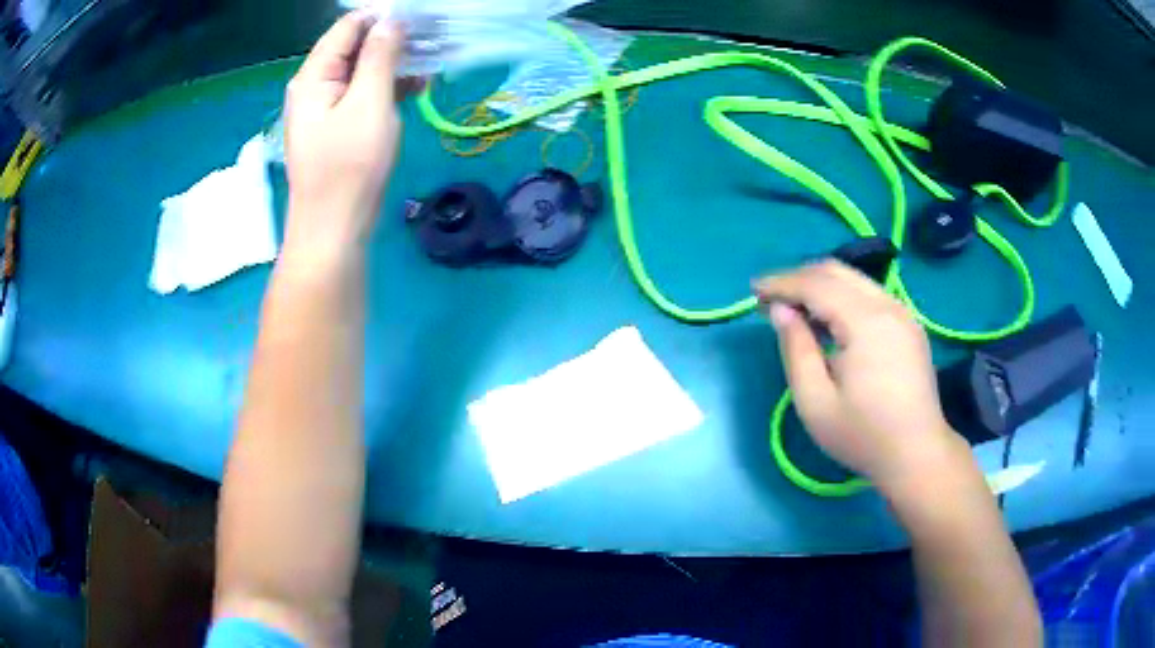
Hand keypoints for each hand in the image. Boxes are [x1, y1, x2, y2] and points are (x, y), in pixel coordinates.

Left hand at [283, 13, 413, 252]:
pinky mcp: (338, 127)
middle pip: (354, 47)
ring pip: (362, 71)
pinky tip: (417, 87)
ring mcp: (325, 108)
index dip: (382, 17)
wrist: (333, 231)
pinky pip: (363, 95)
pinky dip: (388, 88)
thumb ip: (380, 57)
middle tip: (434, 39)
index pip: (347, 27)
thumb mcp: (369, 104)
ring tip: (432, 62)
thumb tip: (392, 21)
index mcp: (313, 76)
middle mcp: (315, 86)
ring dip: (395, 64)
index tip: (421, 17)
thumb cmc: (349, 168)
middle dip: (393, 40)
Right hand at [754, 261, 967, 492]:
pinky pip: (869, 295)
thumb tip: (780, 311)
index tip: (753, 291)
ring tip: (795, 309)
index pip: (816, 284)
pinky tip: (829, 321)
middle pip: (837, 272)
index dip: (781, 283)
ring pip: (855, 280)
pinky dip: (842, 297)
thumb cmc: (863, 435)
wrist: (917, 454)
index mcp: (866, 322)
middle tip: (771, 299)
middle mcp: (887, 305)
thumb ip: (796, 349)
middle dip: (799, 278)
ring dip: (821, 286)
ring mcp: (903, 313)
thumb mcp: (815, 402)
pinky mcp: (909, 325)